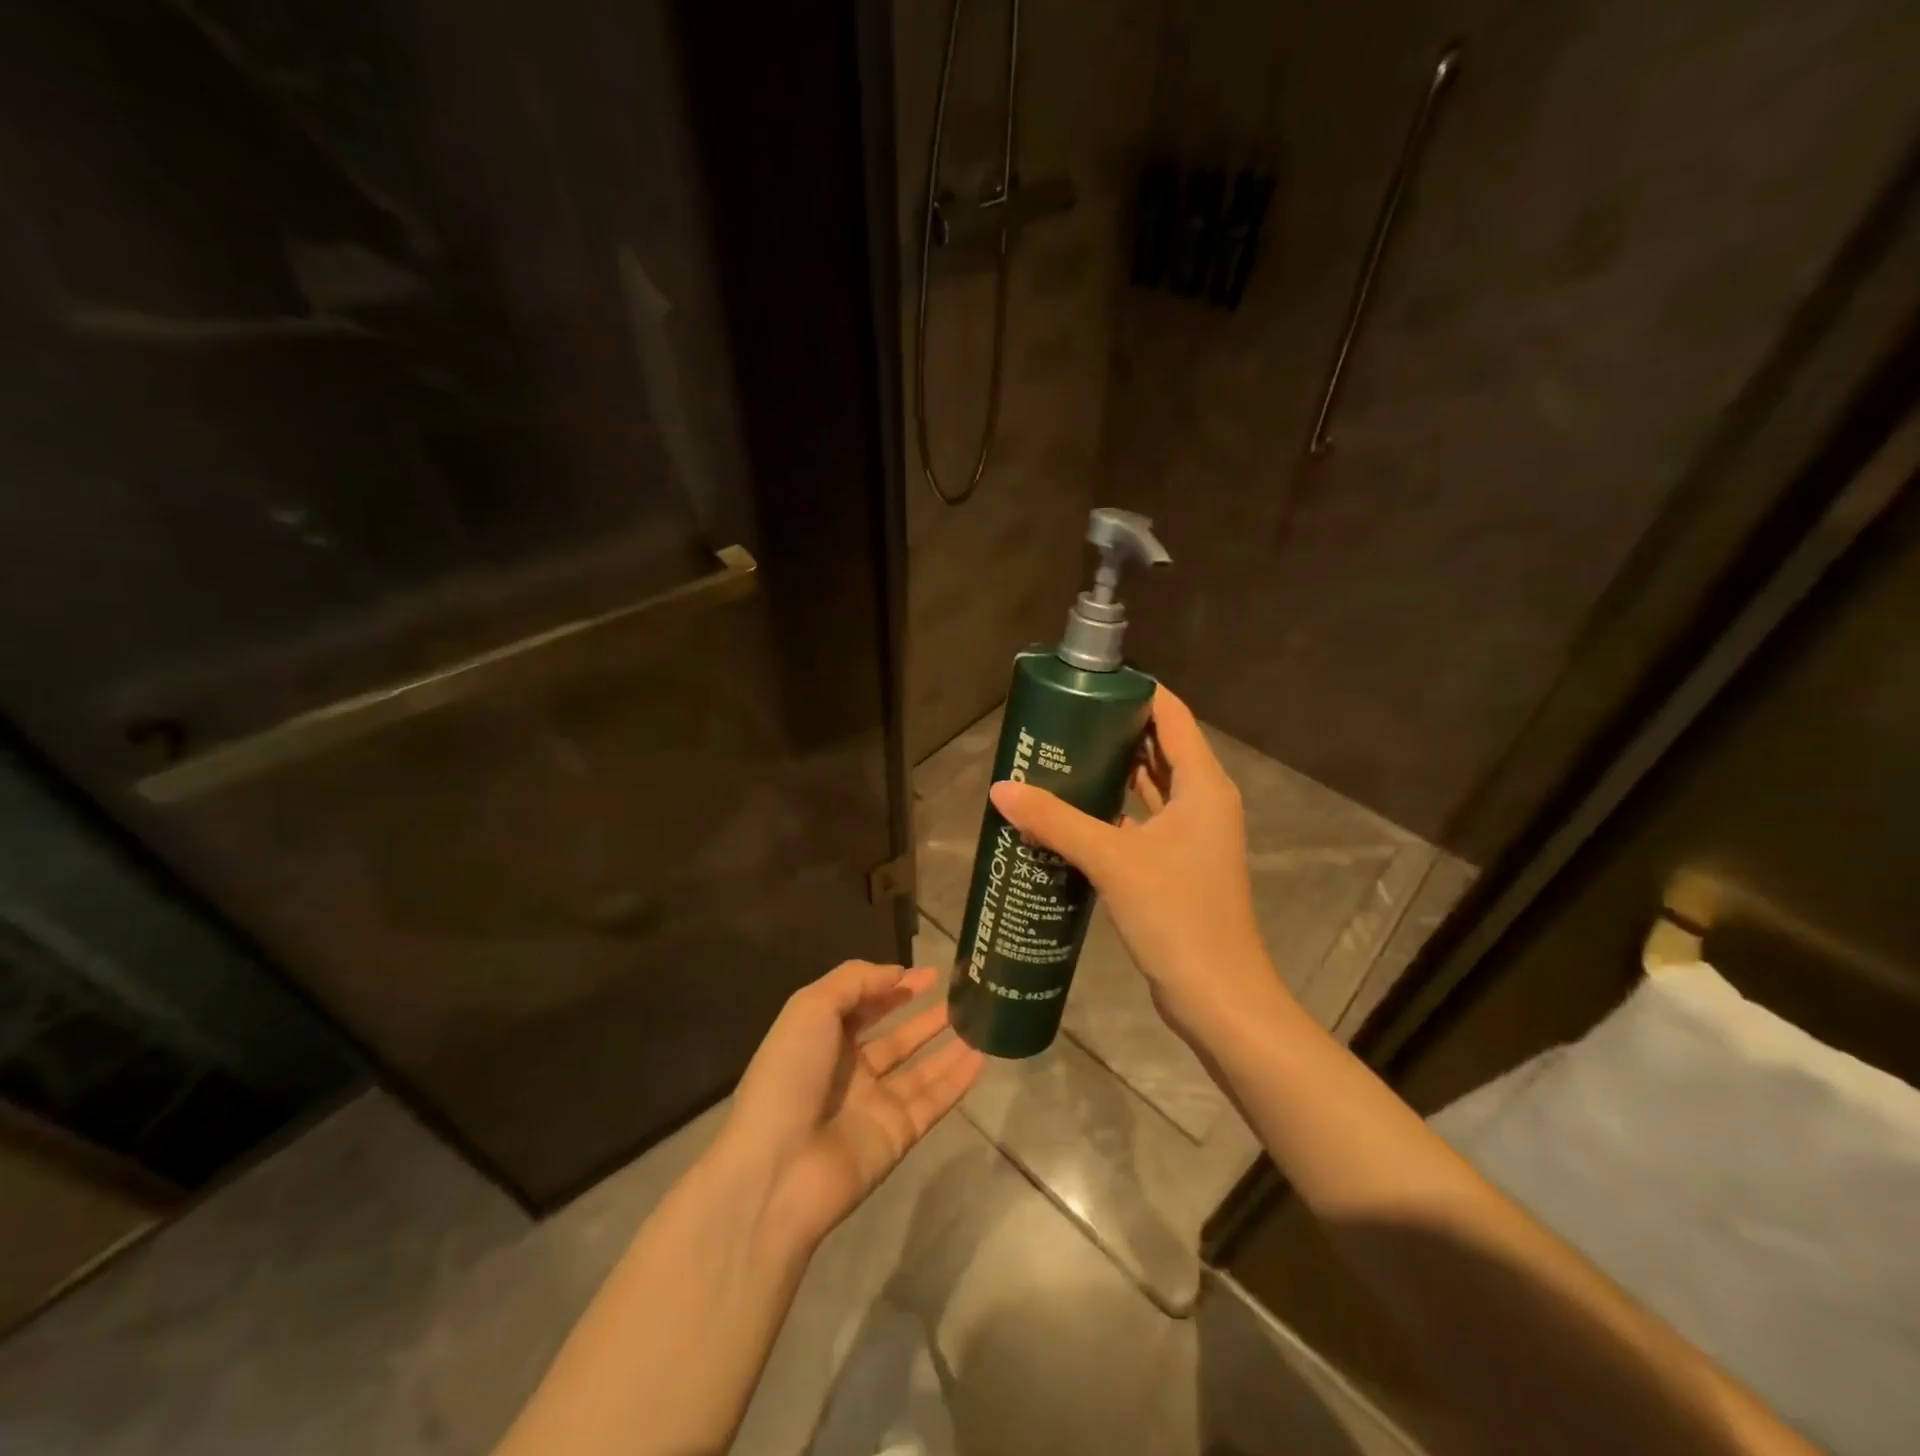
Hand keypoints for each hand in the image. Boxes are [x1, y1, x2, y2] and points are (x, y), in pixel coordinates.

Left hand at [722, 961, 982, 1253]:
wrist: (778, 1171)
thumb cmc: (789, 1076)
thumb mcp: (811, 1008)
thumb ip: (855, 981)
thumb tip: (898, 973)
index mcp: (821, 1039)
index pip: (864, 1006)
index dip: (894, 987)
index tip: (931, 974)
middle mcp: (849, 1071)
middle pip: (896, 1038)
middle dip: (925, 1017)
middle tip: (963, 996)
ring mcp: (875, 1105)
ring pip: (921, 1069)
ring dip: (948, 1045)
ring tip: (982, 1021)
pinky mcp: (898, 1135)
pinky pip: (934, 1101)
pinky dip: (957, 1080)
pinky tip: (982, 1057)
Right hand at [988, 686, 1288, 1045]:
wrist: (1217, 996)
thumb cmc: (1177, 915)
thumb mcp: (1113, 860)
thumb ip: (1056, 821)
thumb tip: (1001, 789)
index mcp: (1203, 785)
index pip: (1172, 715)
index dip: (1135, 692)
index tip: (1088, 684)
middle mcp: (1203, 801)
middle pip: (1159, 747)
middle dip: (1114, 731)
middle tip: (1061, 721)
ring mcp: (1193, 836)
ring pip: (1150, 787)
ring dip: (1112, 772)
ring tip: (1060, 758)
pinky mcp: (1178, 865)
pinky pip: (1143, 821)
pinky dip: (1114, 811)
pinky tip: (1074, 813)